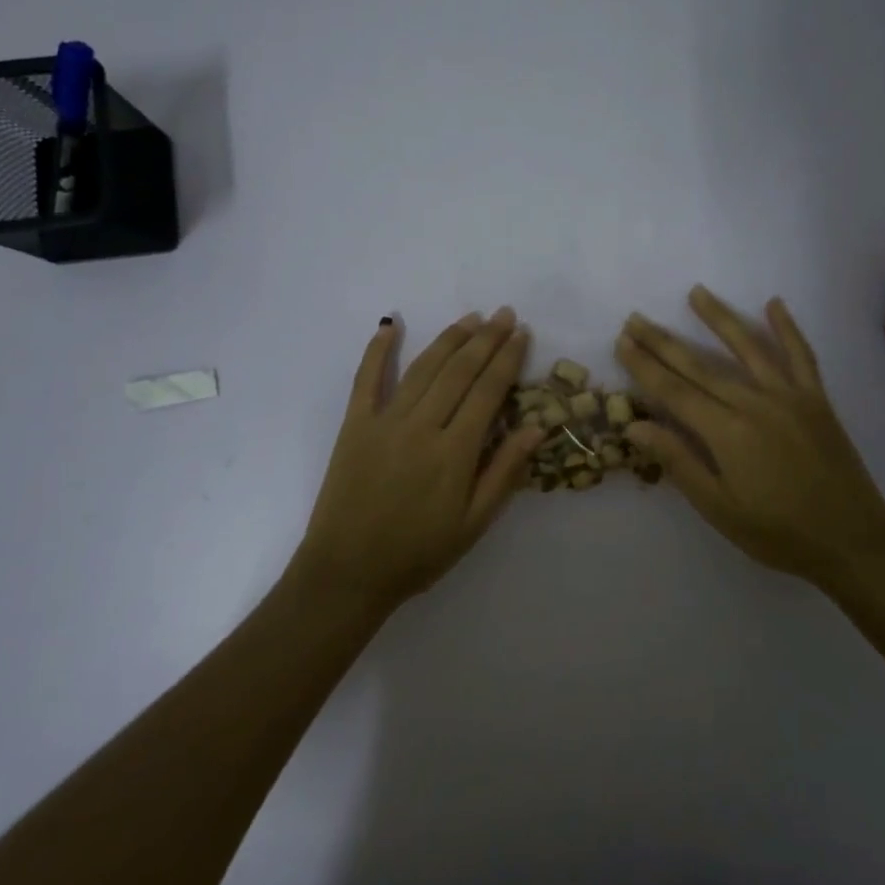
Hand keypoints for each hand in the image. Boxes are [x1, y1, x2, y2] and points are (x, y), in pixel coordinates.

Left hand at [287, 308, 546, 613]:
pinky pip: (366, 379)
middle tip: (504, 313)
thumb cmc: (418, 553)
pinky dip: (378, 350)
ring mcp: (384, 421)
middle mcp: (421, 426)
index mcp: (454, 452)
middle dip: (485, 339)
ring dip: (449, 339)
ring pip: (422, 368)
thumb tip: (536, 426)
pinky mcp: (354, 425)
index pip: (488, 392)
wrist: (347, 572)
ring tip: (470, 318)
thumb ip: (504, 472)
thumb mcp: (473, 523)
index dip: (508, 359)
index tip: (522, 333)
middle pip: (459, 371)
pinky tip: (391, 325)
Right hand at [617, 287, 884, 590]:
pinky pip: (801, 355)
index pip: (674, 391)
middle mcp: (755, 404)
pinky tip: (774, 304)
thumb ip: (678, 462)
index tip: (622, 342)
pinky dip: (787, 328)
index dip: (645, 366)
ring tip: (696, 292)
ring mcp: (789, 397)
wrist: (853, 541)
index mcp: (727, 433)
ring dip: (719, 318)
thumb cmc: (778, 533)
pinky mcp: (816, 400)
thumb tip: (634, 426)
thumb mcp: (719, 508)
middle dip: (664, 341)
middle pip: (700, 366)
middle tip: (636, 318)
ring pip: (748, 348)